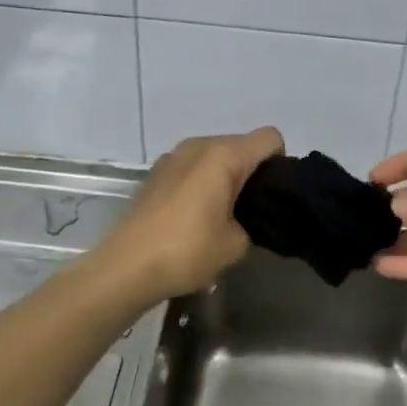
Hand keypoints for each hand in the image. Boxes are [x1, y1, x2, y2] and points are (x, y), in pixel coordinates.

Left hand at [100, 127, 284, 302]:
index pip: (270, 138)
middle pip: (242, 145)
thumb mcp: (237, 243)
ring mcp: (173, 156)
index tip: (272, 196)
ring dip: (225, 177)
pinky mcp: (156, 172)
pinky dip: (202, 182)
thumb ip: (255, 220)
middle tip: (251, 212)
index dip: (280, 164)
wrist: (126, 267)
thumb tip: (249, 215)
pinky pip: (193, 167)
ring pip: (216, 155)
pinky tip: (193, 216)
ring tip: (221, 216)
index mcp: (224, 155)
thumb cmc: (187, 251)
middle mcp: (199, 145)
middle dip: (253, 172)